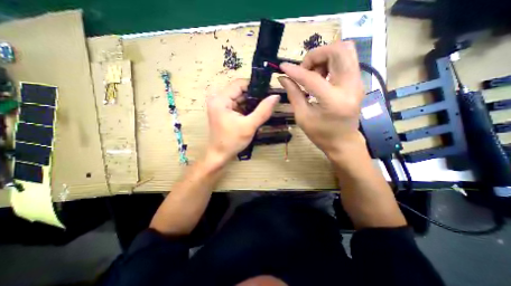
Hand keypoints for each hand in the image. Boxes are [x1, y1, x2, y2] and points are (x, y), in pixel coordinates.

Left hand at [205, 79, 281, 163]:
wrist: (220, 155)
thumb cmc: (232, 141)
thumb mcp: (249, 126)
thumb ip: (263, 111)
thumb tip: (276, 96)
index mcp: (220, 99)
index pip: (239, 83)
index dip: (255, 86)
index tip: (268, 92)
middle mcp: (218, 99)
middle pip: (240, 90)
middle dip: (255, 95)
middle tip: (269, 101)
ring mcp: (221, 105)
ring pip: (240, 97)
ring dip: (252, 102)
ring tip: (264, 107)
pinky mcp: (225, 111)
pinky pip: (238, 104)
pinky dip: (247, 107)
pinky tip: (256, 112)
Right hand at [278, 41, 366, 160]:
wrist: (343, 142)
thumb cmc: (321, 134)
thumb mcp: (303, 117)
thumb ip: (293, 94)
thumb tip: (283, 78)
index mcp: (333, 101)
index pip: (312, 78)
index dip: (295, 71)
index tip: (283, 67)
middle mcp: (351, 87)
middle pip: (338, 50)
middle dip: (316, 55)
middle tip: (305, 70)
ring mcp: (358, 82)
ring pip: (345, 50)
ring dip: (324, 57)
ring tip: (313, 74)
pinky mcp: (358, 82)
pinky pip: (346, 59)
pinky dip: (331, 61)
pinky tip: (321, 76)